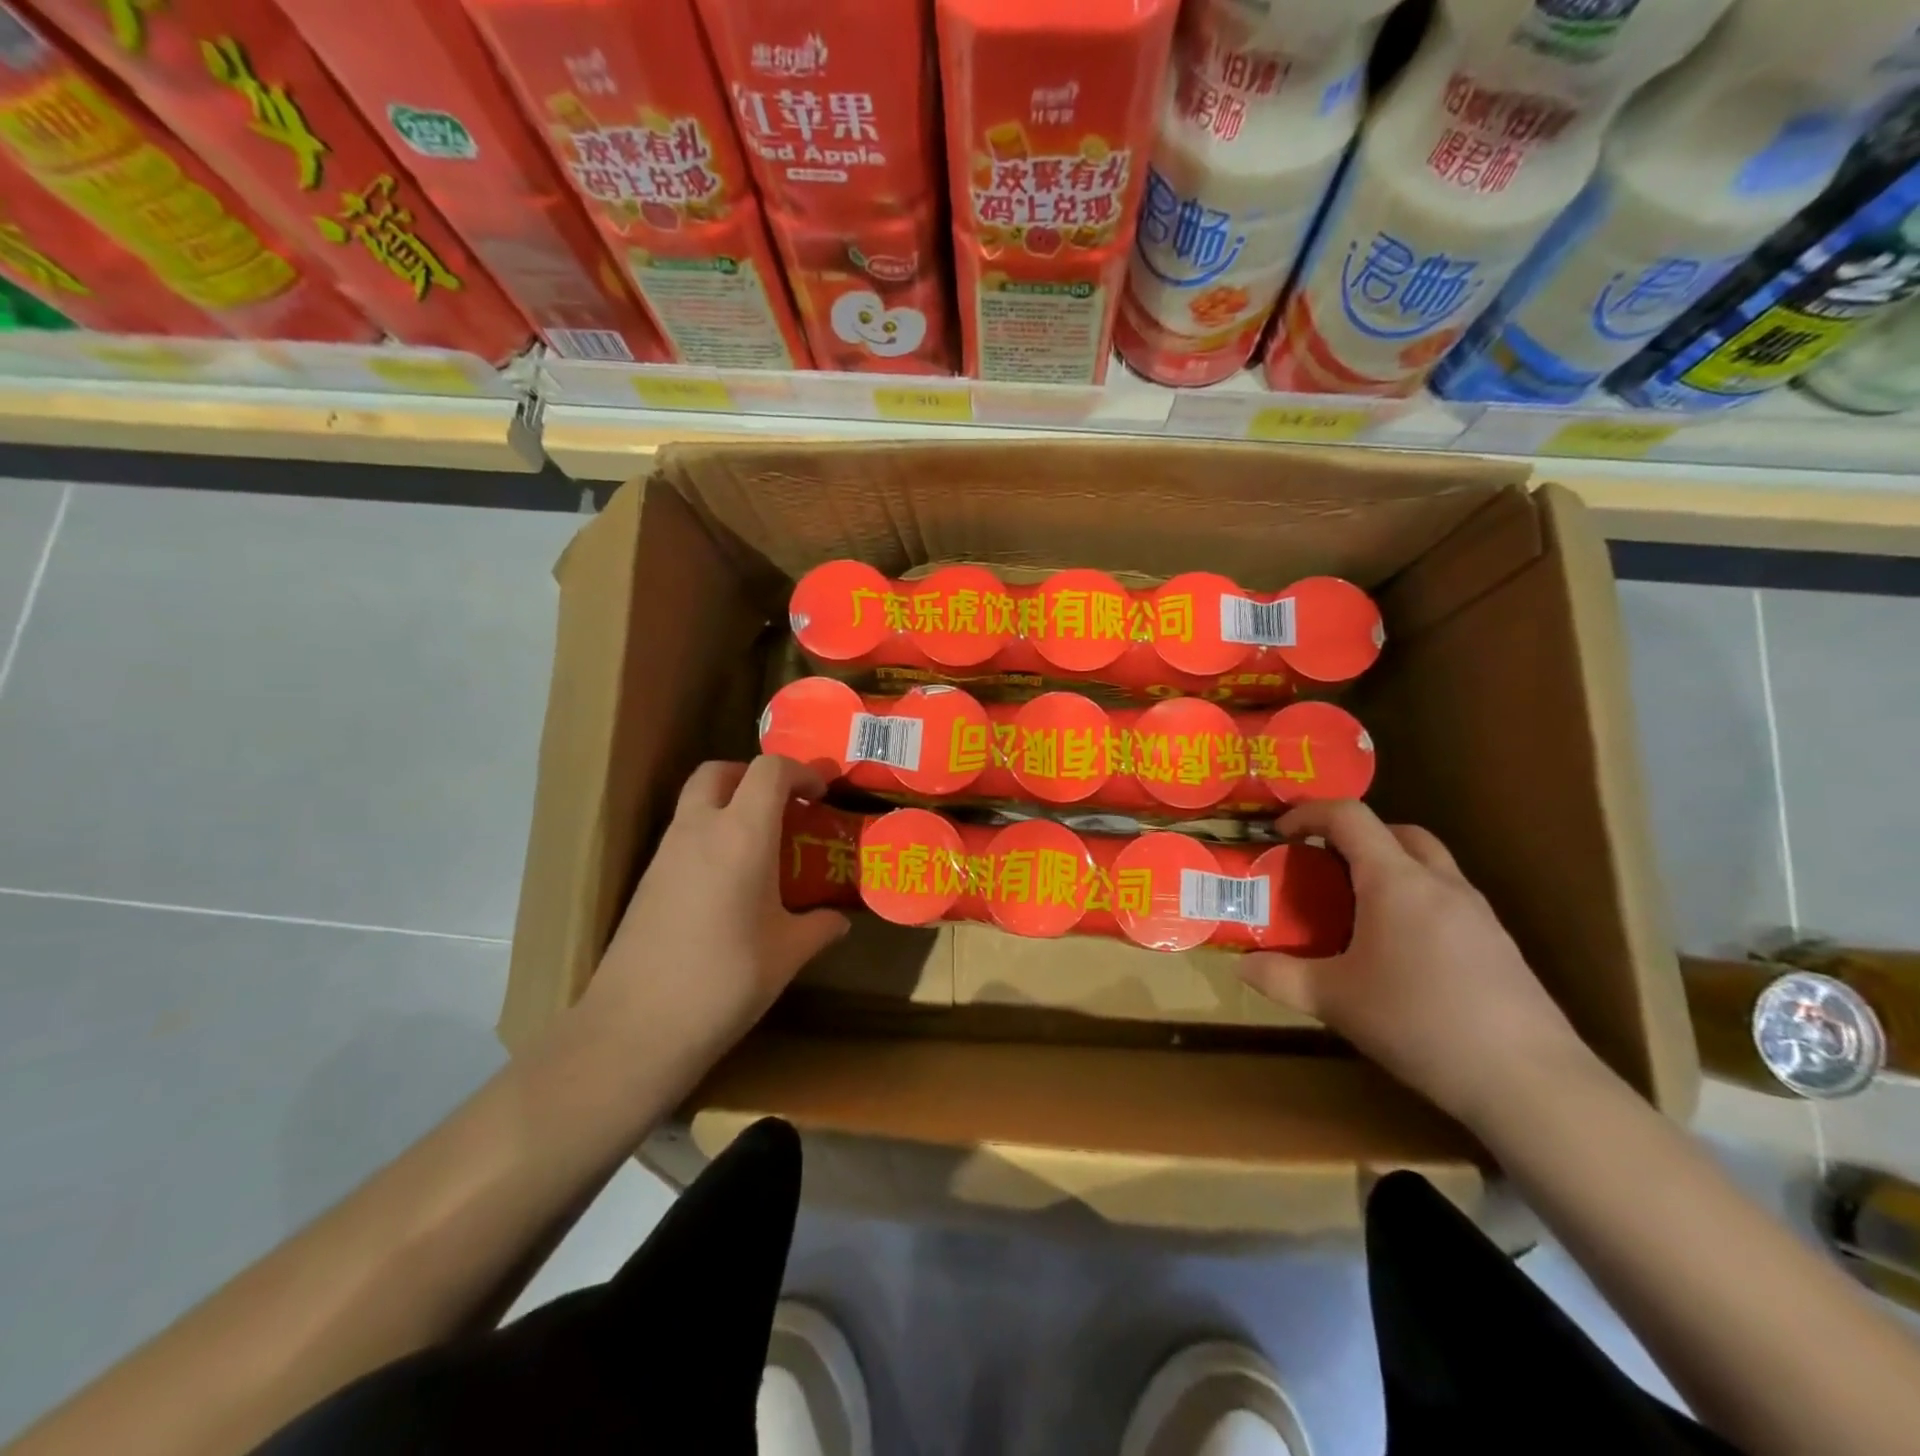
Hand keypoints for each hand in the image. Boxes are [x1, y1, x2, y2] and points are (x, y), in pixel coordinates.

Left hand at [569, 756, 849, 1087]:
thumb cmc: (726, 981)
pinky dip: (710, 836)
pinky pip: (683, 835)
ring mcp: (666, 853)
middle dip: (754, 776)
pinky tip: (729, 882)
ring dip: (729, 804)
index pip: (769, 770)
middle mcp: (699, 830)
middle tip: (783, 806)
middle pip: (719, 771)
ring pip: (696, 801)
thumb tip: (840, 921)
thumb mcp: (787, 954)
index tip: (821, 796)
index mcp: (742, 835)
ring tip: (761, 846)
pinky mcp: (647, 880)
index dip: (800, 772)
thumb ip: (818, 928)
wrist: (636, 1027)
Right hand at [1240, 800, 1590, 1128]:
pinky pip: (1447, 899)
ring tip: (1357, 910)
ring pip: (1428, 864)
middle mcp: (1439, 883)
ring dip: (1388, 868)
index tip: (1280, 832)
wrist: (1529, 1080)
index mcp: (1395, 881)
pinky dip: (1415, 901)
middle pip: (1397, 831)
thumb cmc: (1419, 1023)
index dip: (1309, 813)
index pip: (1350, 817)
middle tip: (1324, 867)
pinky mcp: (1499, 944)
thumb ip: (1280, 976)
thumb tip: (1241, 966)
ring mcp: (1477, 912)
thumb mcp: (1334, 1001)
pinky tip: (1402, 952)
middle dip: (1355, 836)